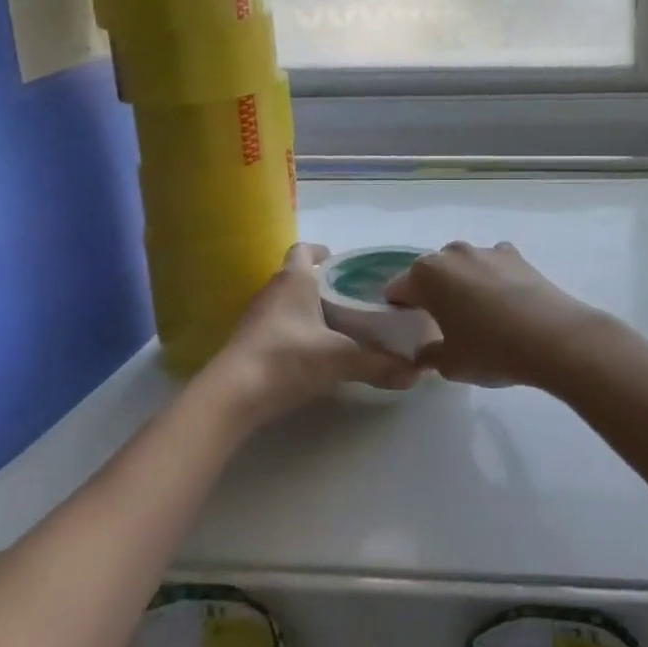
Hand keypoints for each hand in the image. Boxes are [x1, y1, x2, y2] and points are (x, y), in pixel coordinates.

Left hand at [211, 244, 419, 423]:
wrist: (231, 396)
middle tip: (348, 300)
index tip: (340, 265)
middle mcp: (272, 290)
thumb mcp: (341, 360)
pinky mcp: (245, 343)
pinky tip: (307, 353)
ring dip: (303, 309)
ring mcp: (254, 317)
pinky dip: (289, 332)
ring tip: (332, 327)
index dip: (321, 253)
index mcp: (295, 279)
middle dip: (319, 284)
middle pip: (296, 276)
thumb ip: (379, 364)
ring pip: (283, 302)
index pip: (304, 250)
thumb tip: (417, 373)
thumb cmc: (287, 358)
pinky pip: (272, 326)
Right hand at [385, 241, 595, 387]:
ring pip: (463, 266)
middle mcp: (453, 253)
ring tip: (479, 315)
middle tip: (443, 324)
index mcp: (427, 274)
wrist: (552, 337)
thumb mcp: (449, 364)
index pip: (398, 289)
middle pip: (431, 272)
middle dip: (432, 293)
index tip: (410, 330)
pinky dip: (493, 279)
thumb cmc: (490, 350)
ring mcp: (486, 249)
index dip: (399, 310)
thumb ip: (428, 354)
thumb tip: (425, 351)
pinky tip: (505, 304)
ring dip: (464, 283)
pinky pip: (493, 265)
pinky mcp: (516, 254)